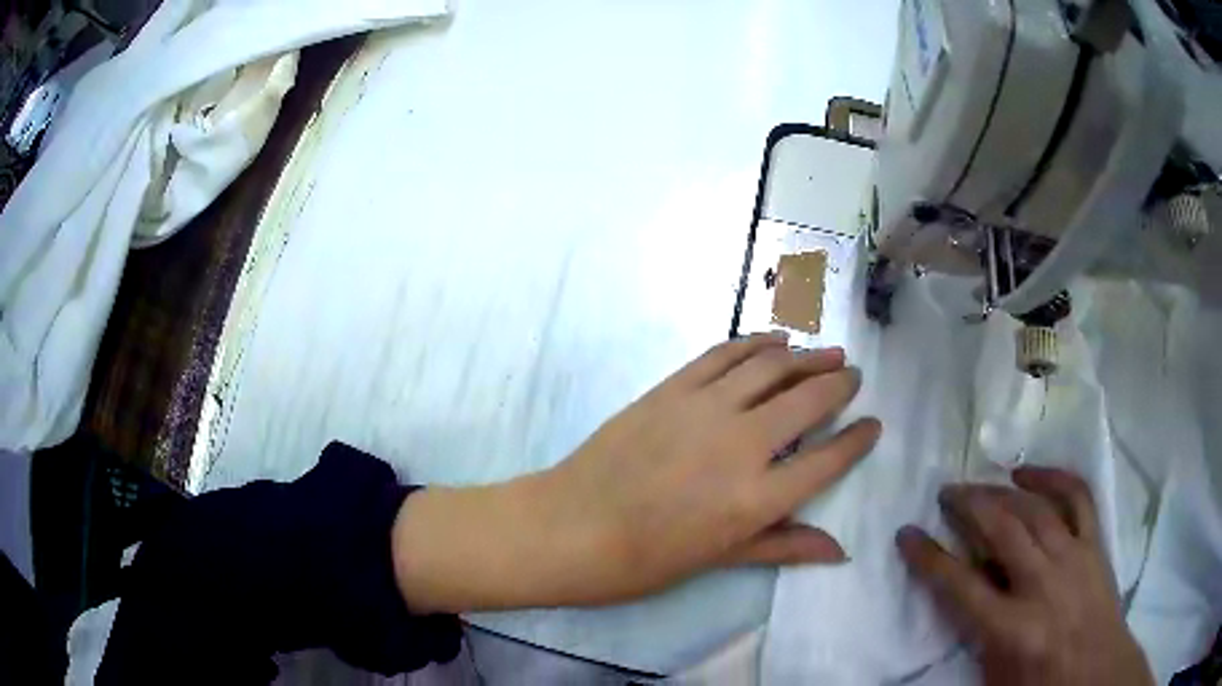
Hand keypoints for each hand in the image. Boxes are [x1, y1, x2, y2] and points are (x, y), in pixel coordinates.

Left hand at [392, 334, 880, 612]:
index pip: (828, 460)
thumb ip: (783, 546)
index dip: (858, 439)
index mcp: (758, 499)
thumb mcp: (719, 560)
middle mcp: (742, 444)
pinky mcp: (673, 388)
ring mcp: (705, 408)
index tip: (873, 424)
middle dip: (839, 384)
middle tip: (853, 375)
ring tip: (827, 353)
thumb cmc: (644, 560)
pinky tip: (775, 338)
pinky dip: (756, 342)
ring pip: (771, 366)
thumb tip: (839, 550)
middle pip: (808, 400)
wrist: (570, 528)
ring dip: (806, 355)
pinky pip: (725, 354)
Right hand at [896, 467, 1153, 685]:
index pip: (958, 586)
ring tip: (982, 481)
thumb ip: (978, 633)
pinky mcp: (1095, 544)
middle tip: (947, 492)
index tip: (906, 534)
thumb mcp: (995, 676)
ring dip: (1003, 490)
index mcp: (1010, 629)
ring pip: (1035, 509)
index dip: (927, 558)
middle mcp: (1041, 585)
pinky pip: (1077, 497)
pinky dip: (1053, 477)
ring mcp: (1073, 558)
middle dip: (968, 505)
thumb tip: (966, 591)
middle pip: (1000, 530)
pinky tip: (1030, 473)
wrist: (1096, 675)